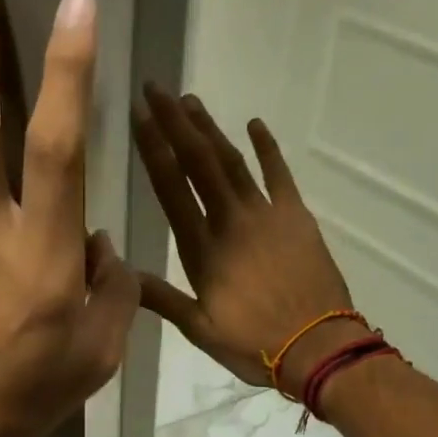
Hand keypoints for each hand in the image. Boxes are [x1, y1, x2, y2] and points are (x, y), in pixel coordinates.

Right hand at [132, 86, 356, 395]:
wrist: (317, 346)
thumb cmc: (254, 343)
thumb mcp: (199, 329)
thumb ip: (161, 298)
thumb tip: (120, 275)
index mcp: (201, 250)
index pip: (171, 188)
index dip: (153, 149)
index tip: (137, 116)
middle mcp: (230, 221)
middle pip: (198, 162)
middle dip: (174, 123)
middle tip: (156, 90)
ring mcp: (266, 214)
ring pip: (232, 161)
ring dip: (210, 129)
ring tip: (189, 101)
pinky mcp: (296, 216)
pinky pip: (279, 174)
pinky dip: (266, 148)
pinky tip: (254, 125)